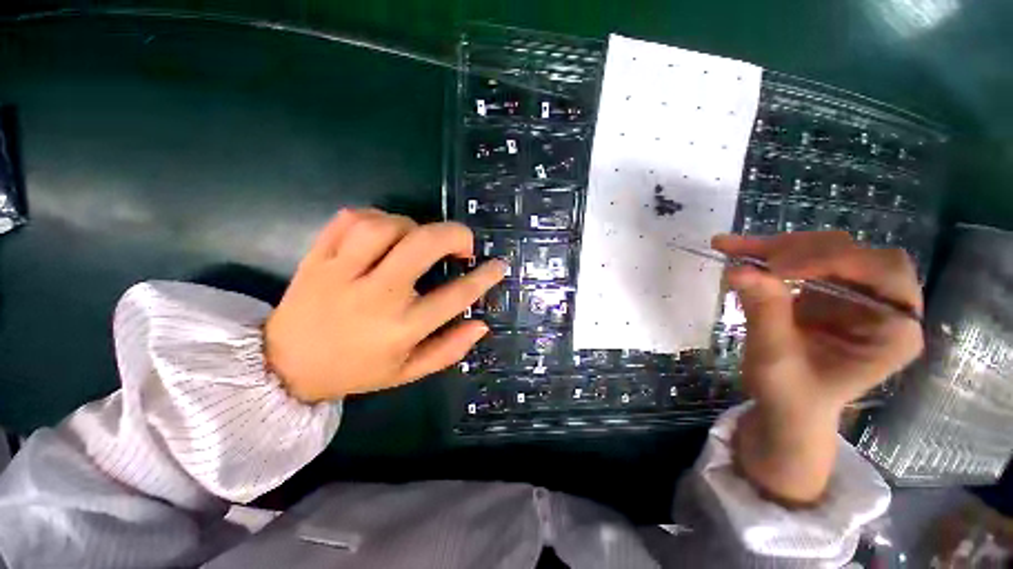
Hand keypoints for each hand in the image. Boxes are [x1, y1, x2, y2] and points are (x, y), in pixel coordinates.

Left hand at [264, 209, 505, 402]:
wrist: (285, 367)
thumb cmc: (355, 371)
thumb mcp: (408, 372)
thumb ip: (449, 349)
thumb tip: (481, 324)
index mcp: (401, 328)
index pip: (456, 296)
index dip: (484, 277)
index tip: (498, 265)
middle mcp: (375, 296)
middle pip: (422, 246)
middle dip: (454, 234)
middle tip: (463, 244)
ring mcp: (341, 273)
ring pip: (385, 225)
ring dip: (413, 226)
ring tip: (418, 240)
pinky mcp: (317, 258)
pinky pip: (349, 219)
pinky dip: (375, 216)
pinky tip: (384, 232)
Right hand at [712, 231, 923, 504]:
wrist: (784, 406)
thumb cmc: (791, 395)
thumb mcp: (777, 360)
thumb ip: (765, 313)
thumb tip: (737, 269)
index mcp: (894, 331)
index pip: (883, 272)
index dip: (835, 261)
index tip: (778, 268)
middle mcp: (881, 305)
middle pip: (851, 254)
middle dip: (800, 250)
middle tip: (751, 256)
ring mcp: (851, 294)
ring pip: (822, 250)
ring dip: (778, 248)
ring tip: (735, 248)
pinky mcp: (824, 290)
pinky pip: (799, 260)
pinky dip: (767, 255)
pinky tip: (739, 250)